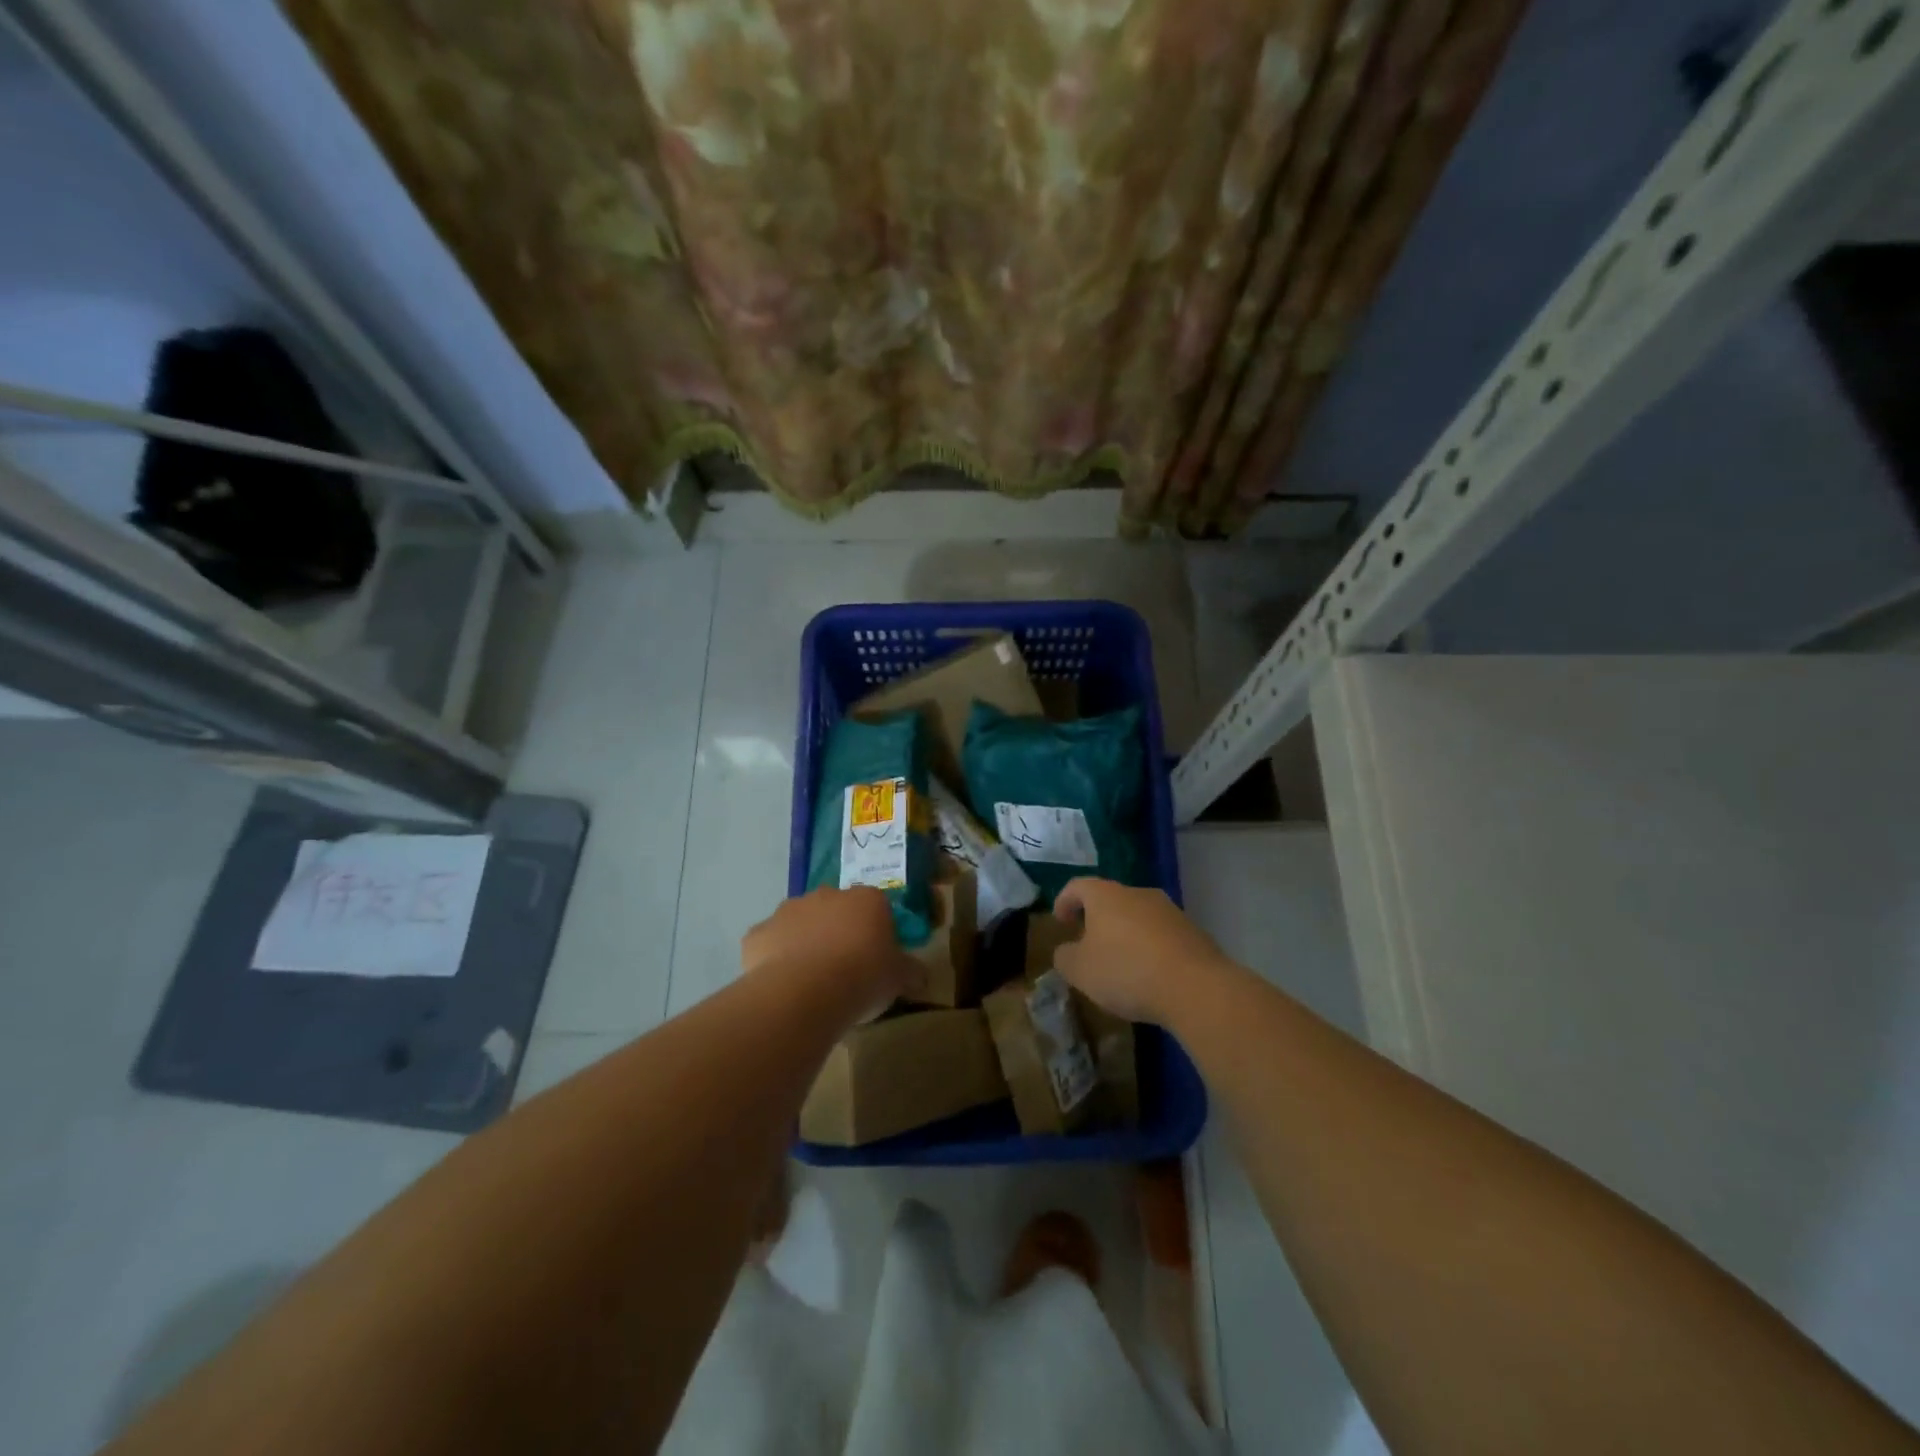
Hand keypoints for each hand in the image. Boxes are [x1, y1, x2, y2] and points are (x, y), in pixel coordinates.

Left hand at [741, 886, 921, 1023]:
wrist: (805, 992)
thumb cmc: (863, 977)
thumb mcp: (899, 979)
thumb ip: (910, 971)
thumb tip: (921, 975)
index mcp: (866, 900)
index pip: (876, 907)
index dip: (876, 931)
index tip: (876, 957)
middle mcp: (826, 895)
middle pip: (835, 909)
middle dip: (838, 931)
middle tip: (843, 967)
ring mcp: (788, 911)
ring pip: (800, 922)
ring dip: (805, 941)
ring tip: (811, 980)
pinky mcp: (758, 933)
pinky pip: (769, 943)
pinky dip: (774, 958)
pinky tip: (782, 984)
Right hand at [1052, 878, 1235, 1026]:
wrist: (1195, 987)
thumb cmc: (1126, 971)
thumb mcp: (1080, 971)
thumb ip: (1064, 957)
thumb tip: (1066, 951)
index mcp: (1105, 895)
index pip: (1078, 886)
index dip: (1064, 901)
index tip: (1060, 922)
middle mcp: (1138, 893)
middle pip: (1110, 899)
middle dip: (1097, 920)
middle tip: (1088, 944)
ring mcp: (1169, 910)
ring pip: (1138, 916)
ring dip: (1126, 934)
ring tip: (1121, 963)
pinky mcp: (1193, 932)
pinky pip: (1161, 935)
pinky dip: (1150, 948)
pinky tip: (1150, 975)